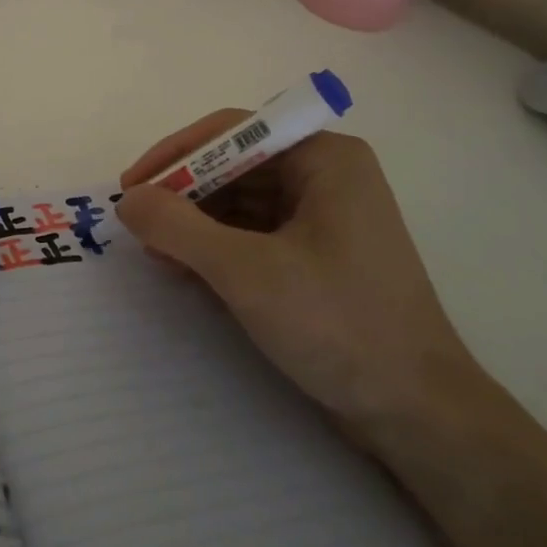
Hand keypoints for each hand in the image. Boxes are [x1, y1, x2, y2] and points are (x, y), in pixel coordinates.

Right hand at [116, 112, 479, 444]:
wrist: (418, 415)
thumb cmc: (338, 325)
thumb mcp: (246, 272)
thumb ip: (178, 228)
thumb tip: (128, 200)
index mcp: (324, 158)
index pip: (233, 132)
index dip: (175, 154)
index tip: (131, 187)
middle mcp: (327, 175)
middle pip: (236, 165)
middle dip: (185, 194)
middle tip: (138, 224)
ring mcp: (326, 216)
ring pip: (243, 202)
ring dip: (197, 224)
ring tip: (158, 253)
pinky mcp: (320, 255)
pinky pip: (257, 233)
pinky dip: (220, 248)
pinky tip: (188, 271)